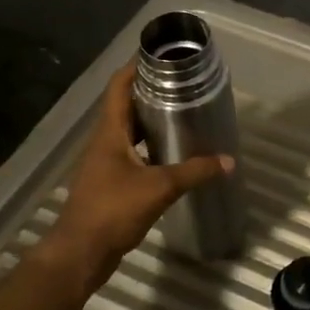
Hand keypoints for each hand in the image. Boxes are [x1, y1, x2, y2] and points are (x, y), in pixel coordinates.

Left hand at [45, 65, 232, 290]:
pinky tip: (174, 155)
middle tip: (183, 85)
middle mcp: (105, 141)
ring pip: (130, 132)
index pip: (119, 86)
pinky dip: (152, 148)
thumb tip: (229, 161)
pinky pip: (134, 155)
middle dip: (152, 93)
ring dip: (152, 122)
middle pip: (126, 106)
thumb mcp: (159, 188)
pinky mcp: (111, 183)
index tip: (161, 56)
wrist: (80, 254)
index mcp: (110, 132)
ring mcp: (106, 163)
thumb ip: (195, 172)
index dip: (136, 66)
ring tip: (184, 114)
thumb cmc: (113, 210)